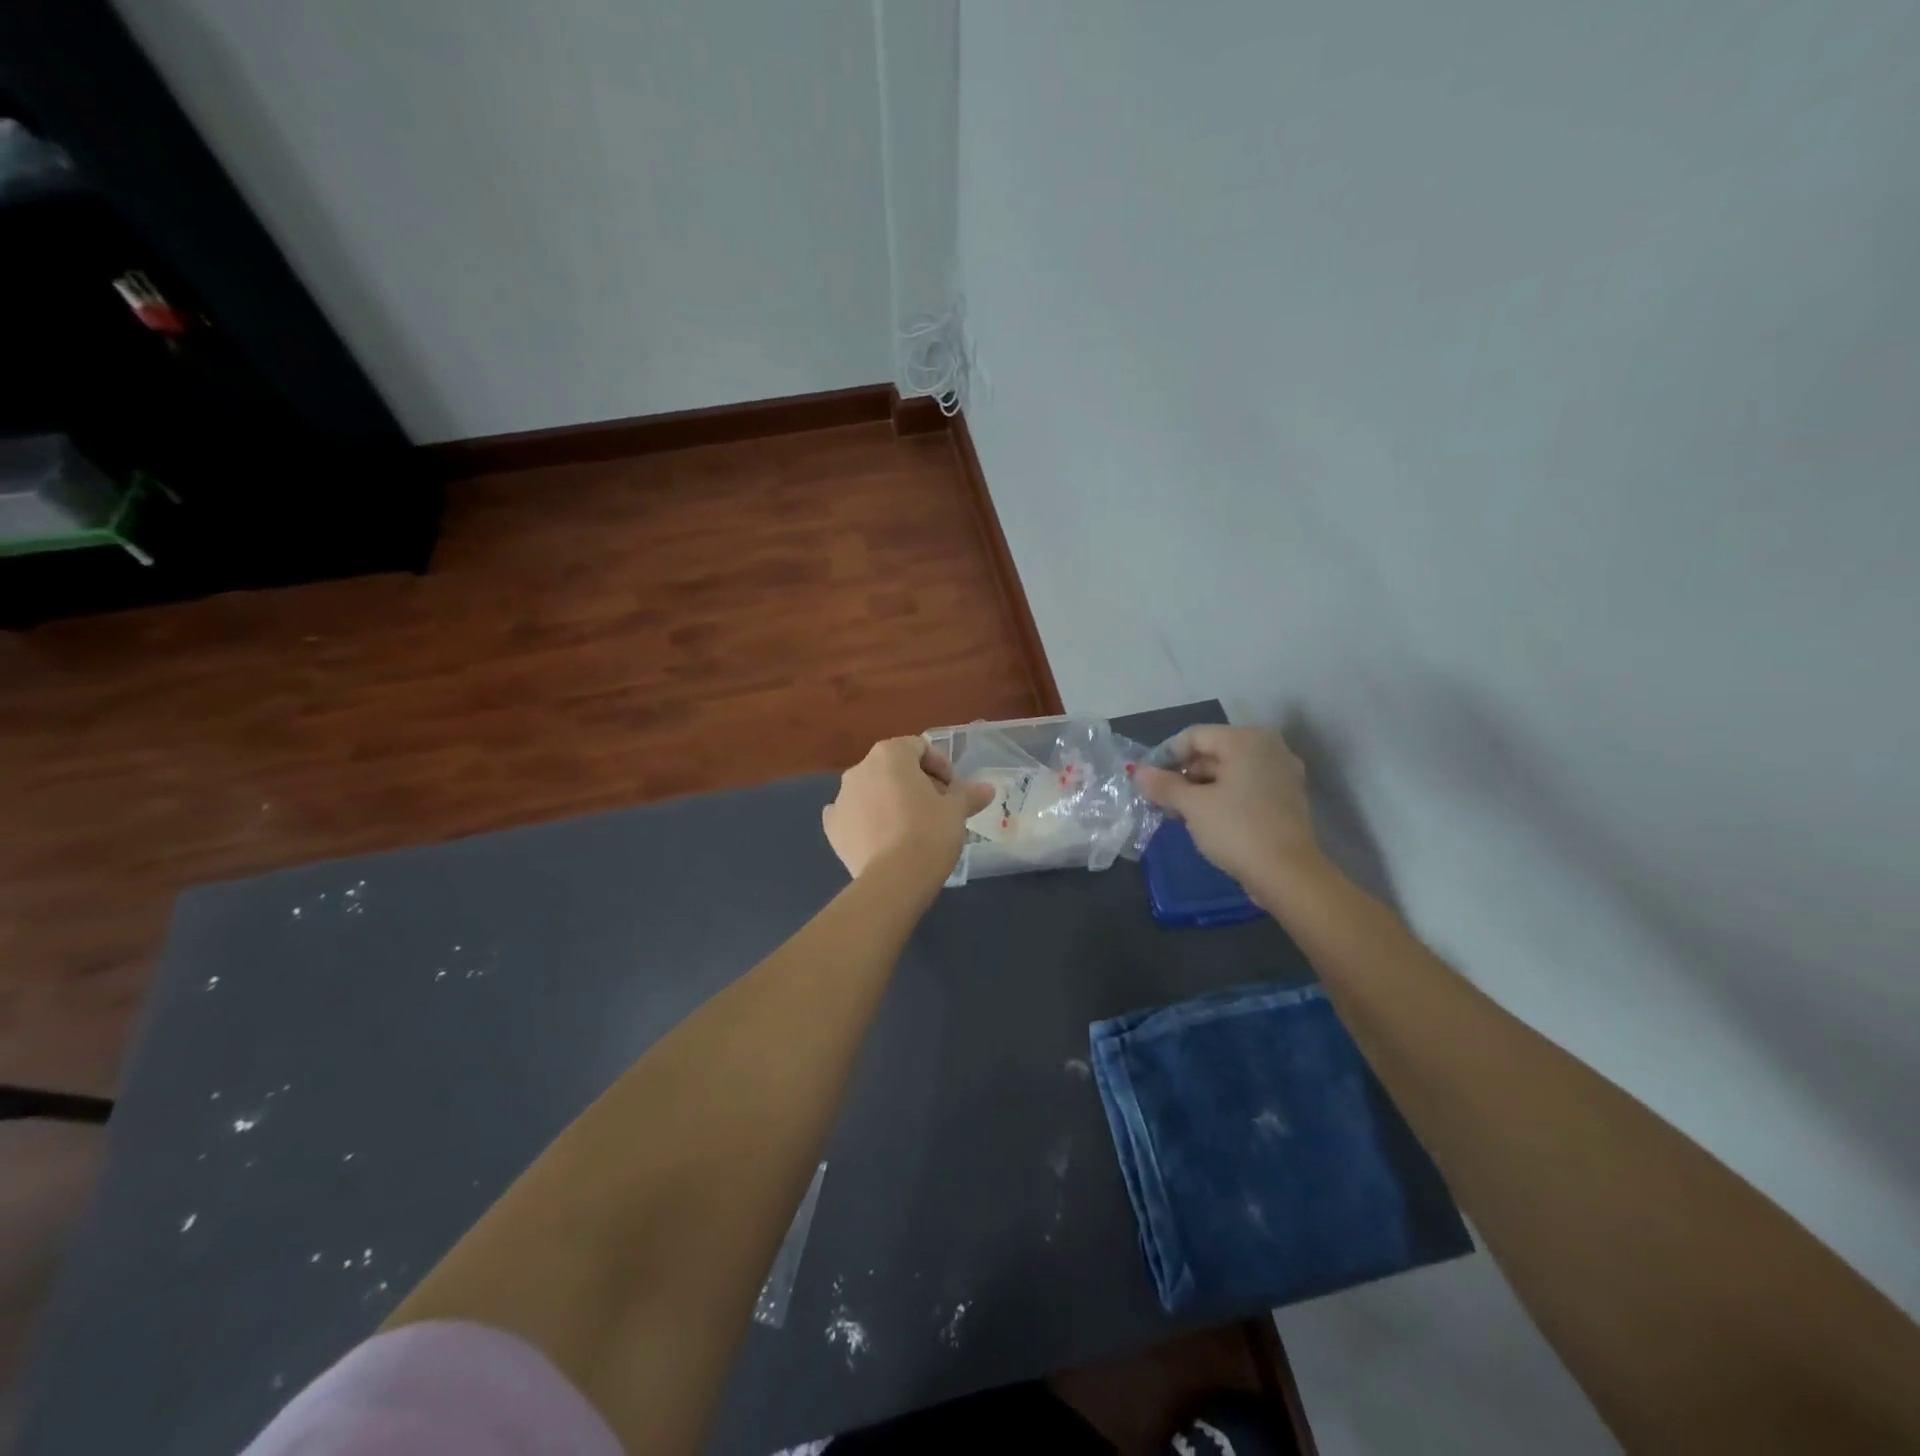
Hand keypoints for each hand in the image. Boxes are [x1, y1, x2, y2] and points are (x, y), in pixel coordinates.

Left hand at [822, 737, 994, 880]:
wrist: (894, 879)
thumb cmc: (929, 832)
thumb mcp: (956, 811)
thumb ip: (969, 794)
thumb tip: (987, 789)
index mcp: (890, 755)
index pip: (919, 748)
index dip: (940, 766)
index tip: (953, 790)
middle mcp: (860, 769)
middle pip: (894, 768)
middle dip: (916, 784)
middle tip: (937, 809)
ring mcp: (842, 798)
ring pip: (872, 791)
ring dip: (890, 801)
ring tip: (911, 827)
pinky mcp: (832, 827)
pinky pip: (851, 815)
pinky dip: (865, 820)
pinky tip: (880, 837)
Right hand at [1134, 726, 1321, 889]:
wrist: (1288, 874)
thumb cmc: (1237, 829)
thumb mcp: (1193, 806)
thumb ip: (1163, 785)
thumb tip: (1138, 773)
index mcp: (1246, 740)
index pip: (1194, 736)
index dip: (1165, 755)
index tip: (1147, 780)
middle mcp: (1268, 748)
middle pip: (1213, 751)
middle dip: (1183, 774)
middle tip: (1160, 798)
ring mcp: (1281, 773)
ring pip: (1229, 771)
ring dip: (1200, 788)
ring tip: (1177, 812)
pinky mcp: (1286, 797)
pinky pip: (1246, 786)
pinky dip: (1223, 796)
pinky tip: (1204, 818)